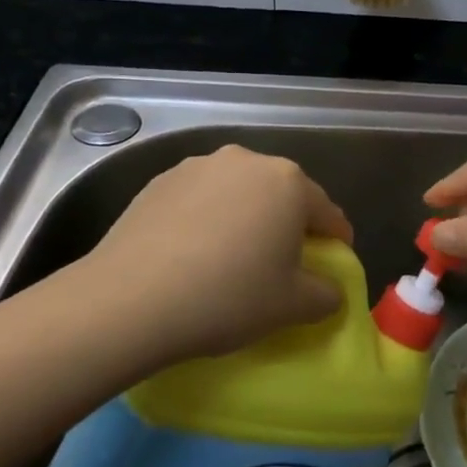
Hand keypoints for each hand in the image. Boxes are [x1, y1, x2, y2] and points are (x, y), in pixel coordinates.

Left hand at [63, 145, 353, 367]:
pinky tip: (193, 253)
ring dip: (245, 217)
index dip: (336, 240)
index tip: (333, 264)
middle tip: (283, 263)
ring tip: (232, 256)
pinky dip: (207, 219)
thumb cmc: (228, 296)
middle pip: (282, 194)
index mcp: (289, 183)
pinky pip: (200, 199)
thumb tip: (329, 289)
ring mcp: (199, 166)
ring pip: (239, 192)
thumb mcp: (293, 306)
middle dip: (288, 224)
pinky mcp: (159, 181)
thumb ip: (326, 294)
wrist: (130, 299)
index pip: (328, 212)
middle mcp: (247, 161)